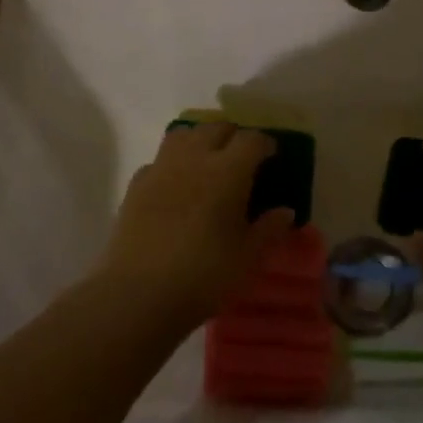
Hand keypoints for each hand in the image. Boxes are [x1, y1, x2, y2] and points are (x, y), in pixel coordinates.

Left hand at [96, 122, 294, 329]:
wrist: (138, 293)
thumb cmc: (204, 275)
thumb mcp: (248, 257)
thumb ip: (269, 230)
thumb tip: (286, 212)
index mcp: (227, 171)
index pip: (251, 140)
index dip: (265, 144)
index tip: (272, 155)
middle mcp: (194, 158)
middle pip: (216, 128)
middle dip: (233, 136)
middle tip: (242, 157)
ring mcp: (161, 168)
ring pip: (183, 135)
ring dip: (200, 140)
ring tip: (208, 161)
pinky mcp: (136, 185)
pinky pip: (159, 160)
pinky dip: (172, 164)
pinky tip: (175, 186)